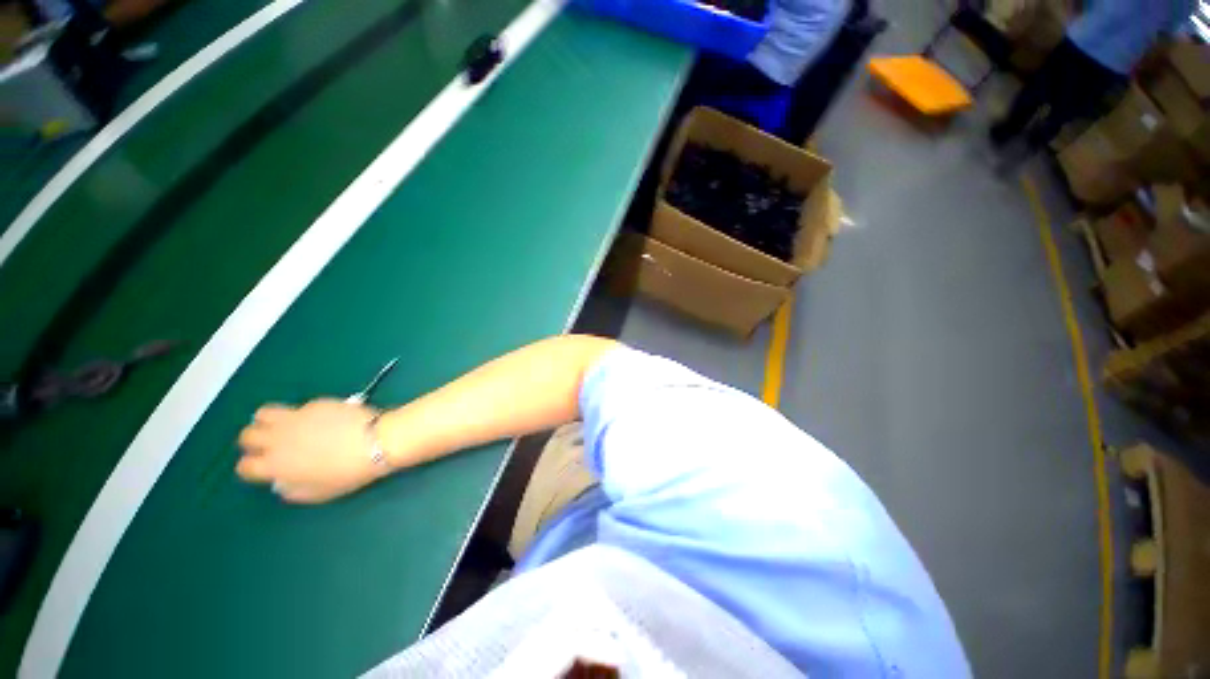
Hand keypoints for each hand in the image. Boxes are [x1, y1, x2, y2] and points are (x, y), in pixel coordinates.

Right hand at [235, 399, 394, 503]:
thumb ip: (293, 489)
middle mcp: (277, 439)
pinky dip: (301, 414)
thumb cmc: (349, 472)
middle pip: (247, 436)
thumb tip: (282, 482)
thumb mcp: (318, 493)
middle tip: (273, 445)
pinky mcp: (314, 403)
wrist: (376, 440)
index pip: (245, 466)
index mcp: (275, 465)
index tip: (266, 468)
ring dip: (268, 421)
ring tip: (285, 428)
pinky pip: (297, 407)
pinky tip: (319, 420)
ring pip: (263, 414)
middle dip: (255, 441)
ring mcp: (295, 417)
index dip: (253, 468)